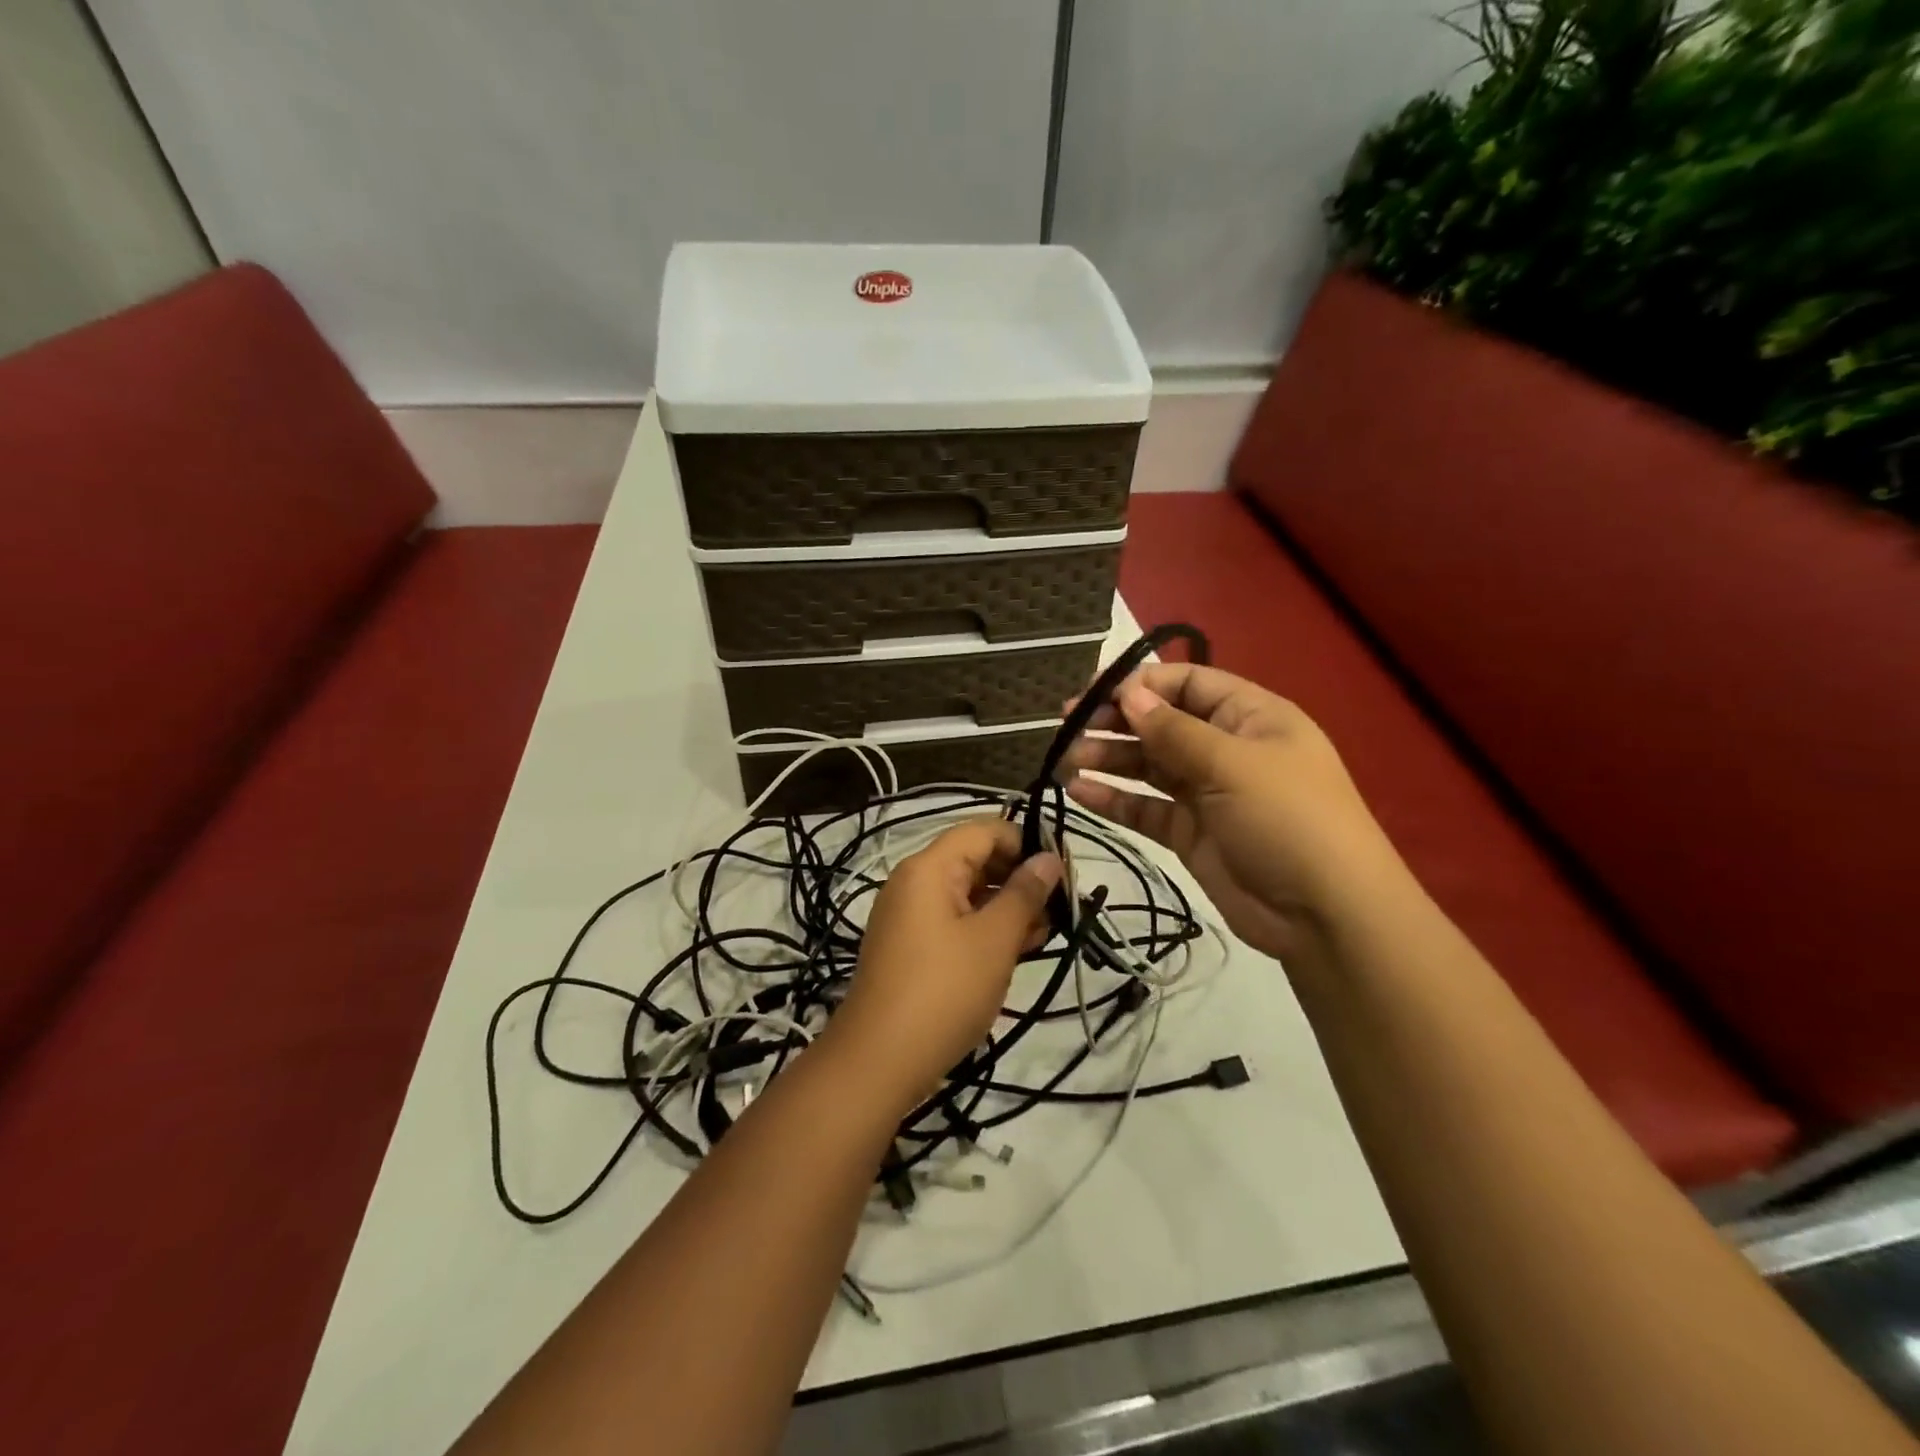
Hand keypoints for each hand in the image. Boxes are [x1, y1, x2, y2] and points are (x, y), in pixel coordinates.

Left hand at [826, 820, 1061, 1112]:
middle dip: (1019, 878)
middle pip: (975, 860)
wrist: (878, 1062)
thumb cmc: (944, 991)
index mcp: (929, 868)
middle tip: (1060, 906)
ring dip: (1007, 907)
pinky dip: (986, 928)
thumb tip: (1049, 858)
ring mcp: (909, 916)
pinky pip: (954, 921)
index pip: (984, 831)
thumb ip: (1024, 893)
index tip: (1062, 870)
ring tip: (1045, 933)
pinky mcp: (911, 947)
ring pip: (968, 893)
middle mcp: (914, 882)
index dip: (1026, 842)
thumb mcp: (994, 940)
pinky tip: (1018, 950)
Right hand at [1062, 664, 1401, 960]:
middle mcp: (1226, 748)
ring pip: (1148, 765)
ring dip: (1108, 758)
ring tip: (1065, 760)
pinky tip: (1079, 792)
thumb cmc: (1287, 819)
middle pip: (1162, 723)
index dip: (1142, 685)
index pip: (1188, 683)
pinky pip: (1145, 807)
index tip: (1094, 695)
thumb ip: (1173, 730)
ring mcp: (1207, 792)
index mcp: (1250, 717)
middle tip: (1067, 725)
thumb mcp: (1232, 764)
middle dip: (1115, 721)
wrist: (1325, 914)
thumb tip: (1128, 693)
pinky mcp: (1190, 832)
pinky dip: (1114, 799)